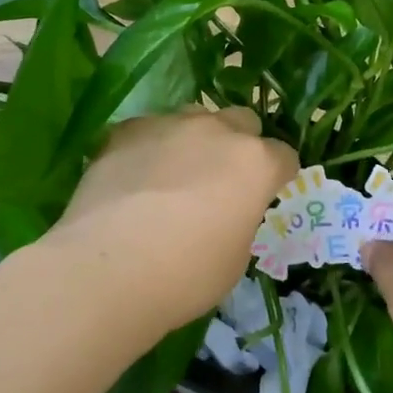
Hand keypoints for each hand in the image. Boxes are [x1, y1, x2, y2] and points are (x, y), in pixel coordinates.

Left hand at [51, 108, 297, 333]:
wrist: (108, 268)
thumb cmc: (185, 275)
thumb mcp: (235, 258)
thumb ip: (240, 219)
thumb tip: (226, 211)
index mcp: (255, 163)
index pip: (284, 156)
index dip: (278, 176)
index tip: (266, 194)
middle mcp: (217, 130)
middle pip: (242, 121)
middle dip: (240, 144)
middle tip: (222, 180)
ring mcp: (169, 124)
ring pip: (194, 117)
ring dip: (195, 139)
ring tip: (175, 173)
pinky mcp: (126, 129)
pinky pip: (149, 129)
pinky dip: (150, 146)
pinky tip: (134, 176)